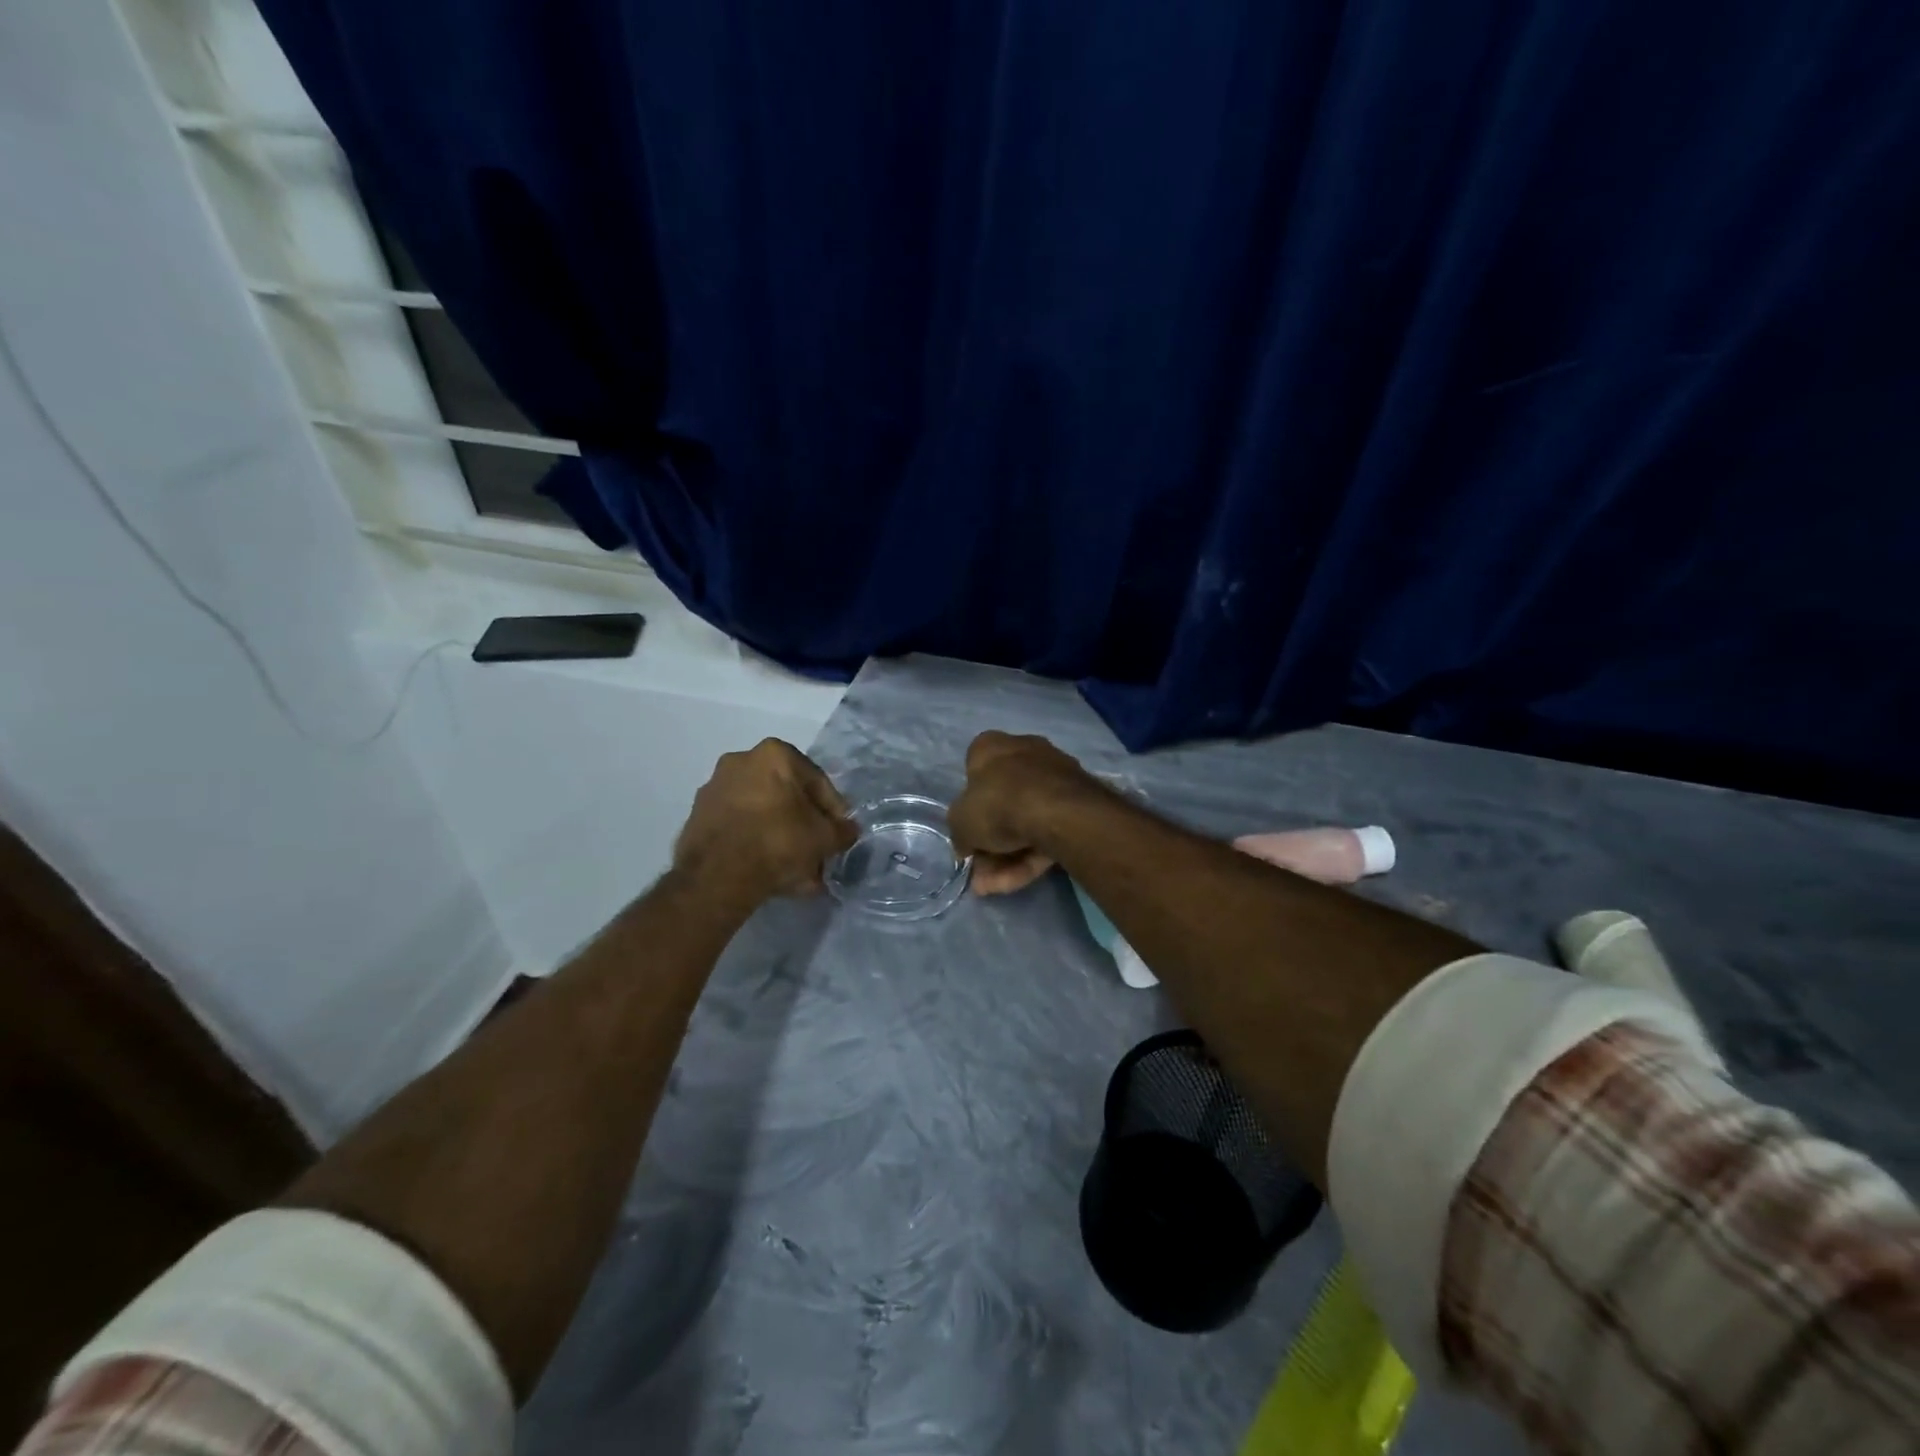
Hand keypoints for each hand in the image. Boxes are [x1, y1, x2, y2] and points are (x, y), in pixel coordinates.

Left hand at [674, 740, 857, 901]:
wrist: (717, 876)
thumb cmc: (779, 842)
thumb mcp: (824, 838)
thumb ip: (842, 831)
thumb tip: (847, 831)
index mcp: (774, 754)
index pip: (817, 782)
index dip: (834, 811)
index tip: (839, 834)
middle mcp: (741, 761)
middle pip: (786, 797)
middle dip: (804, 825)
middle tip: (817, 852)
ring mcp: (714, 788)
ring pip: (762, 813)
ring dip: (781, 837)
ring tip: (797, 870)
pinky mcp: (698, 817)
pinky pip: (739, 827)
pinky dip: (756, 844)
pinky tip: (770, 872)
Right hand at [948, 731, 1097, 894]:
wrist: (1058, 811)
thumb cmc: (998, 804)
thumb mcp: (960, 822)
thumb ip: (960, 832)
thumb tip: (966, 844)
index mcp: (992, 746)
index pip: (974, 771)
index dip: (968, 805)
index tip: (967, 833)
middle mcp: (1025, 752)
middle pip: (1003, 802)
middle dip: (990, 842)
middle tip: (980, 872)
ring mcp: (1055, 776)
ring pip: (1027, 820)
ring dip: (1009, 857)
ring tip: (995, 887)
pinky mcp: (1078, 802)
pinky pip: (1048, 830)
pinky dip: (1032, 856)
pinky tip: (1019, 881)